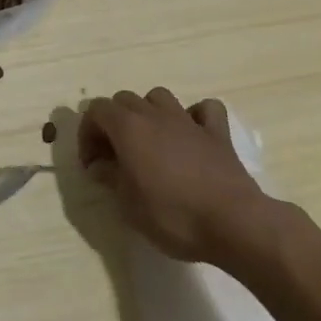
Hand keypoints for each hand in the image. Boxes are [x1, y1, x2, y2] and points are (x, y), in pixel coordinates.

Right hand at [78, 88, 279, 267]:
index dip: (87, 134)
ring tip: (150, 141)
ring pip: (159, 97)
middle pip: (124, 100)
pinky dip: (195, 116)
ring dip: (149, 112)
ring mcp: (188, 121)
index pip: (96, 111)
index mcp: (128, 127)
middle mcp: (155, 115)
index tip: (92, 165)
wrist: (233, 223)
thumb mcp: (128, 205)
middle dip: (113, 122)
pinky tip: (192, 135)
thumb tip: (99, 166)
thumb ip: (110, 178)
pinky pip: (205, 109)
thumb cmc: (173, 215)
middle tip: (115, 155)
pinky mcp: (218, 133)